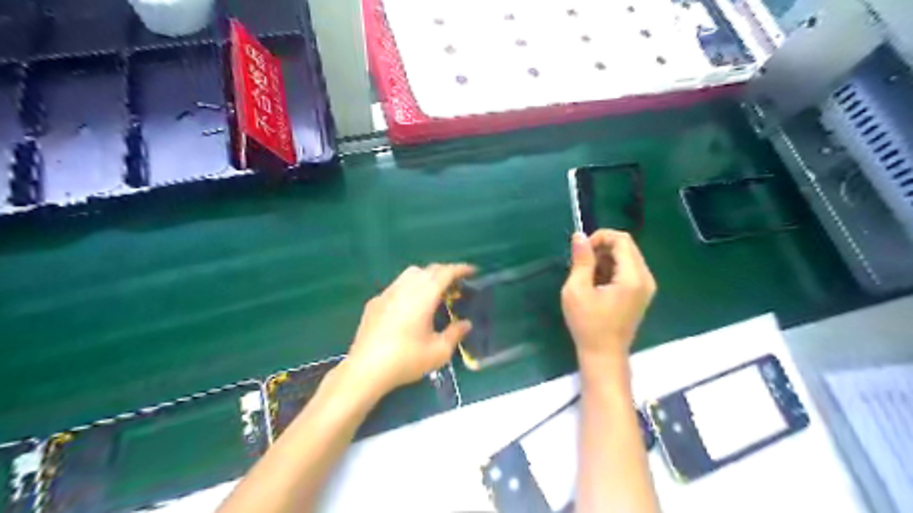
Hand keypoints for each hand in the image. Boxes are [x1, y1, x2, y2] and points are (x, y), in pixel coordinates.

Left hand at [340, 263, 474, 395]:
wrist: (365, 369)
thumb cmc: (406, 360)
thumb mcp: (438, 351)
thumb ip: (455, 334)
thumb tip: (466, 324)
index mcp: (423, 296)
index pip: (445, 273)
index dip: (460, 269)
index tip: (472, 271)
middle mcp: (405, 288)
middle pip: (428, 270)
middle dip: (445, 272)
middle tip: (456, 285)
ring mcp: (387, 293)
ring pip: (410, 274)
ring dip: (426, 277)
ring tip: (434, 293)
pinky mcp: (374, 302)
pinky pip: (396, 286)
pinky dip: (410, 287)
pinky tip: (410, 306)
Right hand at [565, 230, 655, 368]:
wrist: (604, 355)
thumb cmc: (588, 324)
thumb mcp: (577, 290)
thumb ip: (581, 260)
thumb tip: (579, 235)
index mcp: (633, 277)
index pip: (622, 240)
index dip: (600, 237)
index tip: (581, 251)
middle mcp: (645, 278)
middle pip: (626, 246)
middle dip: (602, 248)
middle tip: (581, 263)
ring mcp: (646, 286)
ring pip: (626, 257)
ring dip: (605, 259)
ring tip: (587, 276)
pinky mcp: (641, 293)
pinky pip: (627, 269)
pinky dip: (611, 269)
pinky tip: (597, 284)